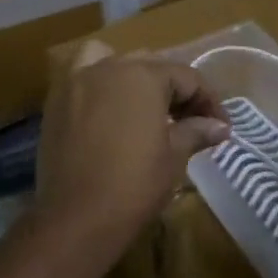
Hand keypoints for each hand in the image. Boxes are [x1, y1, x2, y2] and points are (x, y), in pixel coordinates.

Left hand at [31, 41, 229, 253]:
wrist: (77, 216)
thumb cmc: (134, 184)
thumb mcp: (174, 156)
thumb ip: (196, 131)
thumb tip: (219, 126)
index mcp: (142, 75)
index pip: (186, 77)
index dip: (208, 101)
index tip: (221, 127)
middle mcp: (107, 66)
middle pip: (150, 67)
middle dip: (174, 90)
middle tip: (191, 121)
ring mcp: (77, 80)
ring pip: (112, 62)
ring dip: (133, 77)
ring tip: (146, 107)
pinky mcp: (55, 100)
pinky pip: (81, 76)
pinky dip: (97, 81)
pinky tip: (108, 109)